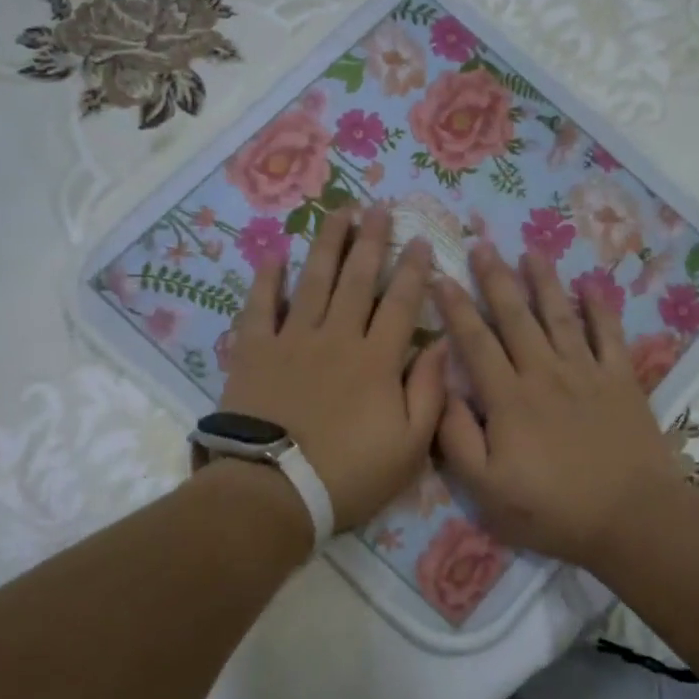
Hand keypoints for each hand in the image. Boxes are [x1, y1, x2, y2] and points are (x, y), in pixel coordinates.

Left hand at [219, 205, 447, 532]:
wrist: (274, 490)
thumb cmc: (348, 475)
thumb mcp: (409, 447)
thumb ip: (429, 393)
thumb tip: (442, 344)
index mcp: (377, 360)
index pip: (400, 303)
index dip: (413, 270)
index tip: (421, 239)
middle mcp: (337, 337)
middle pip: (357, 279)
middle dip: (371, 241)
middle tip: (379, 208)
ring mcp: (292, 339)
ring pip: (313, 280)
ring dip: (328, 244)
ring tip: (338, 212)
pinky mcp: (255, 350)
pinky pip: (260, 305)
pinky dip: (267, 278)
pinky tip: (275, 254)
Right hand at [433, 244, 685, 571]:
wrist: (630, 518)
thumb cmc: (551, 509)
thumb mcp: (486, 489)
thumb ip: (456, 439)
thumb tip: (441, 391)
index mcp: (508, 398)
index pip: (475, 342)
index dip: (455, 308)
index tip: (441, 277)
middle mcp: (544, 373)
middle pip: (515, 317)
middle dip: (495, 279)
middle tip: (482, 244)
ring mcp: (587, 373)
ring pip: (560, 316)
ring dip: (544, 282)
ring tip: (531, 252)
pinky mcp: (622, 381)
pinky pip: (610, 335)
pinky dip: (601, 308)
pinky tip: (592, 285)